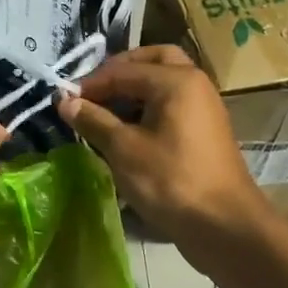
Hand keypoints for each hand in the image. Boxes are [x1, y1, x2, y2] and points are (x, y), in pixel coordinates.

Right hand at [58, 46, 263, 242]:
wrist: (224, 225)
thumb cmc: (170, 181)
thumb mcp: (123, 149)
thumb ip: (93, 120)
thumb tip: (64, 101)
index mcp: (176, 80)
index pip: (122, 70)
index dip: (90, 84)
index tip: (63, 101)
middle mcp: (194, 83)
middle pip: (152, 61)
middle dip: (119, 72)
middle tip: (92, 93)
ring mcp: (203, 106)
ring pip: (163, 82)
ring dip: (133, 90)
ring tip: (103, 114)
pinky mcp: (204, 130)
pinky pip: (172, 104)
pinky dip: (148, 107)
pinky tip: (126, 132)